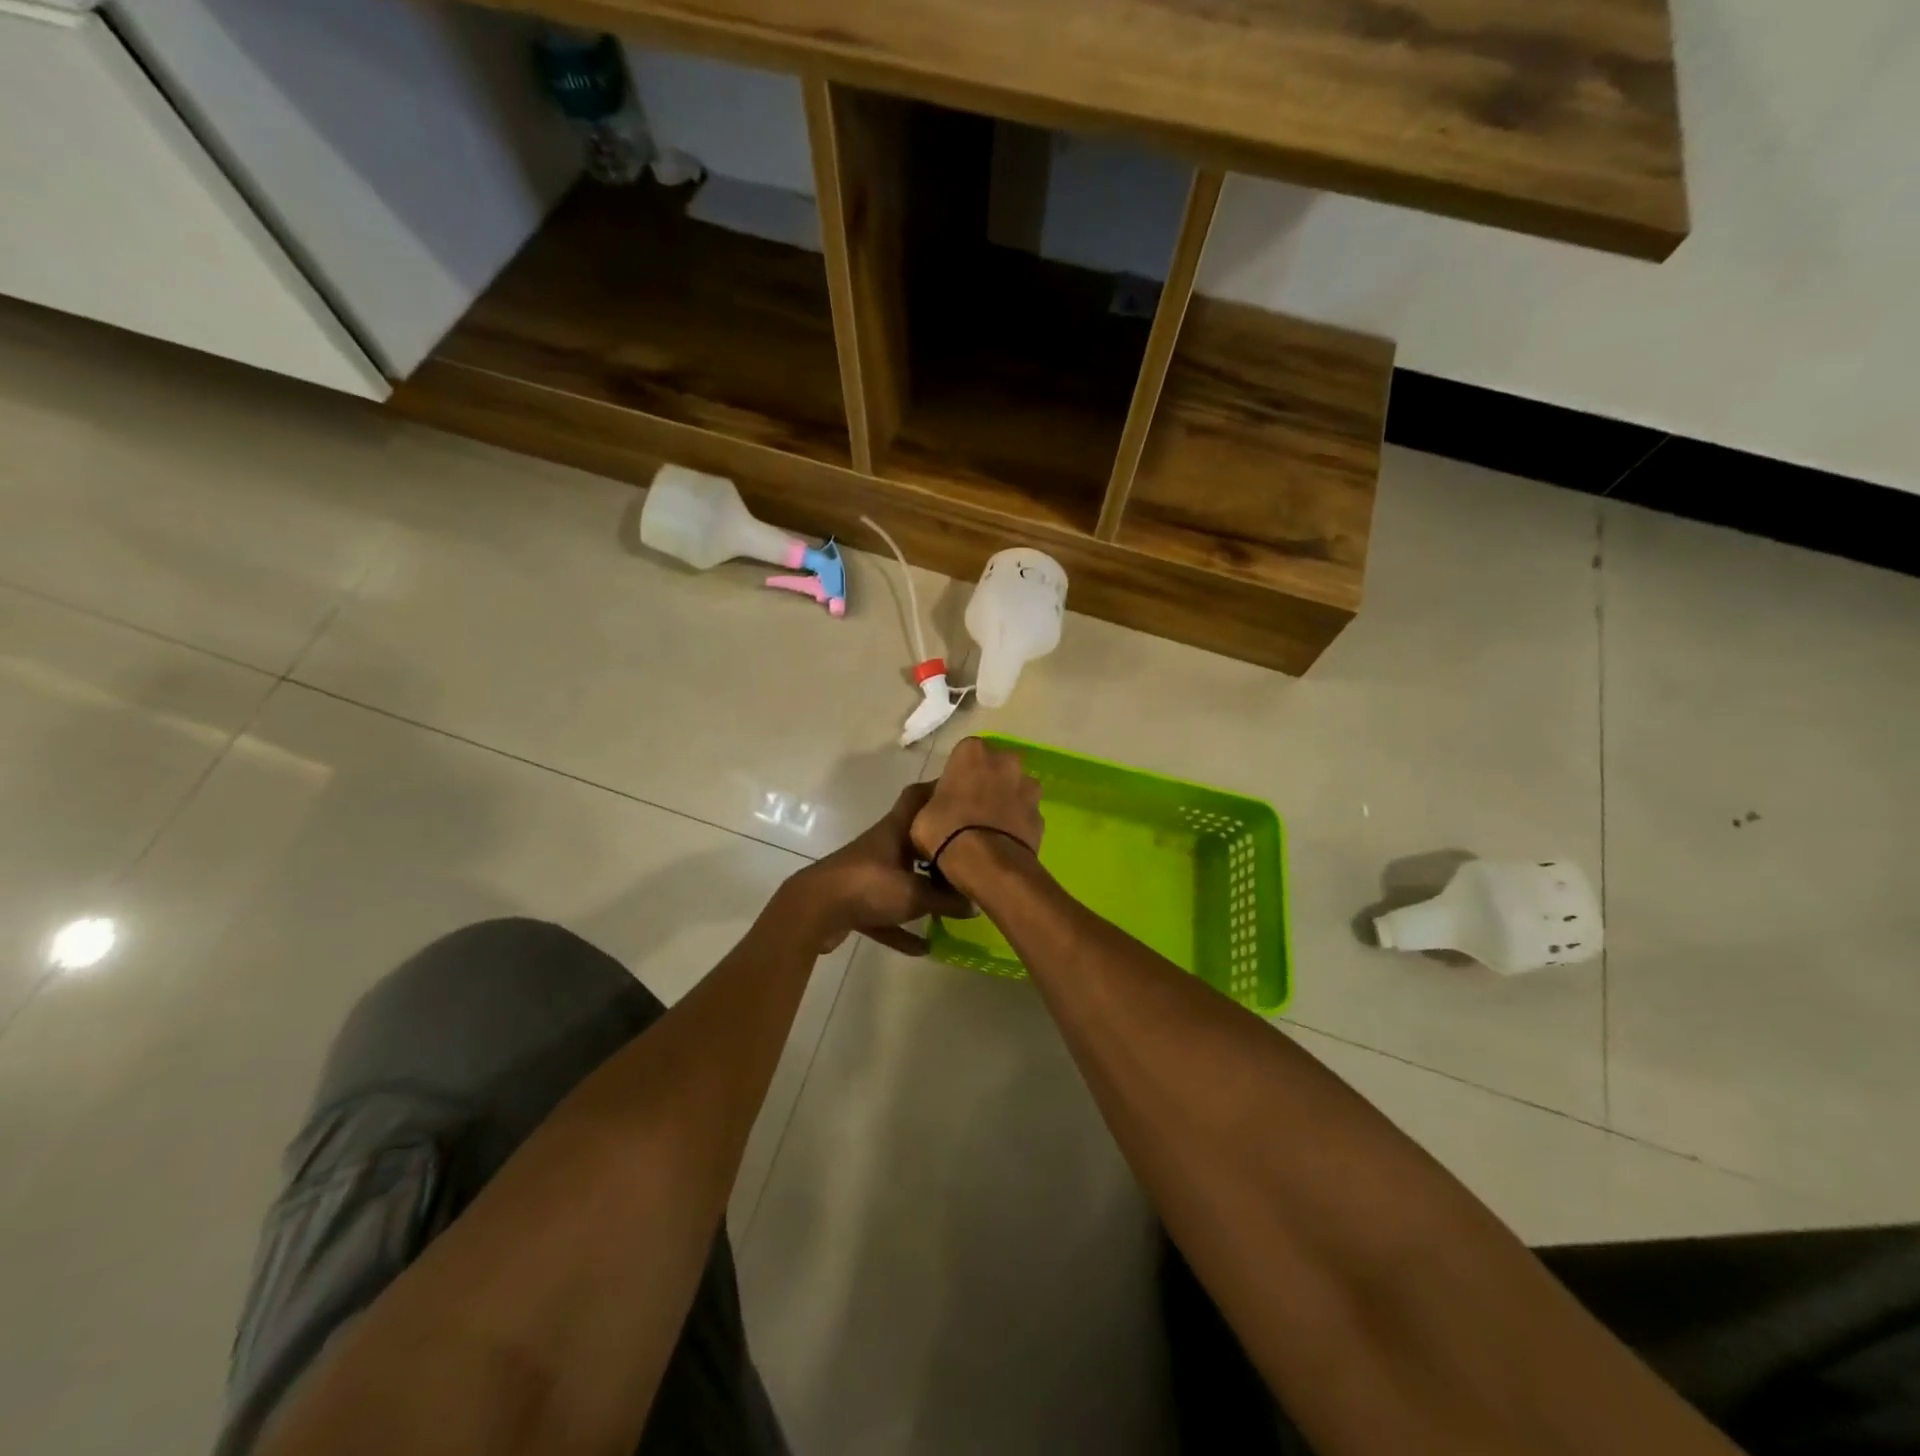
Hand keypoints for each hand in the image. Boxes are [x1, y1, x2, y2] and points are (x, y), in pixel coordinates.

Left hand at [785, 784, 974, 955]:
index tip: (964, 791)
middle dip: (939, 846)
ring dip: (923, 890)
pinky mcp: (855, 902)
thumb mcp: (915, 895)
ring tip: (952, 902)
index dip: (938, 789)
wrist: (813, 911)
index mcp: (894, 830)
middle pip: (914, 839)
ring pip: (902, 877)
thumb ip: (947, 900)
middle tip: (970, 853)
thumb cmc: (868, 886)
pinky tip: (925, 947)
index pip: (917, 797)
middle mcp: (881, 846)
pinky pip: (887, 913)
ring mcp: (867, 874)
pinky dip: (903, 928)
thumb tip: (974, 904)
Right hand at [909, 737, 1044, 895]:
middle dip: (987, 781)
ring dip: (1006, 800)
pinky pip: (1025, 814)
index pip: (964, 753)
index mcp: (973, 752)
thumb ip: (930, 799)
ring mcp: (1028, 787)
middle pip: (995, 766)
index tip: (950, 793)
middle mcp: (1006, 761)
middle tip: (971, 807)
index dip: (957, 773)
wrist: (989, 864)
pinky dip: (1017, 823)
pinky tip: (1004, 841)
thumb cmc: (946, 831)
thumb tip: (935, 802)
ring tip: (990, 827)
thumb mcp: (920, 815)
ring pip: (1015, 788)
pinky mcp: (1041, 814)